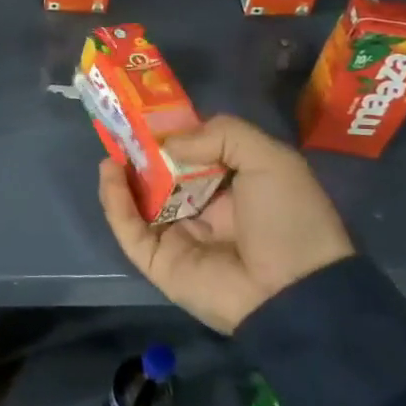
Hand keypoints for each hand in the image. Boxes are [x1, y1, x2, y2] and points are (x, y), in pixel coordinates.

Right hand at [98, 115, 353, 333]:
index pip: (194, 155)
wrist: (295, 292)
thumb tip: (169, 144)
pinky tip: (110, 171)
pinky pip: (129, 228)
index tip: (149, 113)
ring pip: (139, 201)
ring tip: (112, 146)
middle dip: (142, 152)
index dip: (172, 135)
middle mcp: (203, 210)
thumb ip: (222, 134)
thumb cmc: (288, 218)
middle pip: (162, 176)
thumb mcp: (270, 159)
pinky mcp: (158, 261)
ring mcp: (178, 237)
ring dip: (124, 173)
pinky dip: (114, 200)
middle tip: (120, 125)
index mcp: (233, 188)